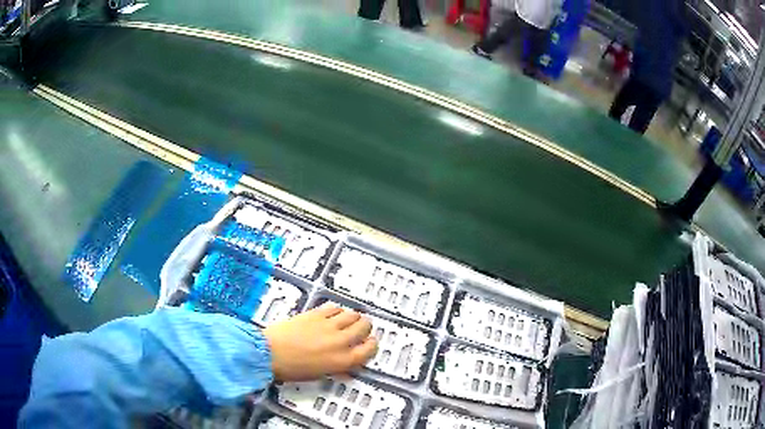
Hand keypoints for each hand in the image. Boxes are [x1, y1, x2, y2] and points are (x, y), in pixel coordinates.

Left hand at [263, 303, 377, 381]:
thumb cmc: (293, 369)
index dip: (372, 344)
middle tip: (360, 328)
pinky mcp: (316, 314)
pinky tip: (334, 314)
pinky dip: (338, 311)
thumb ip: (338, 367)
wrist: (270, 353)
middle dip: (365, 327)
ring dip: (353, 317)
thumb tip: (347, 365)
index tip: (370, 342)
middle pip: (364, 327)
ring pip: (352, 315)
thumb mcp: (320, 374)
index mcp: (343, 360)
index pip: (370, 349)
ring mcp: (329, 325)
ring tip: (348, 320)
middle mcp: (341, 341)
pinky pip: (335, 308)